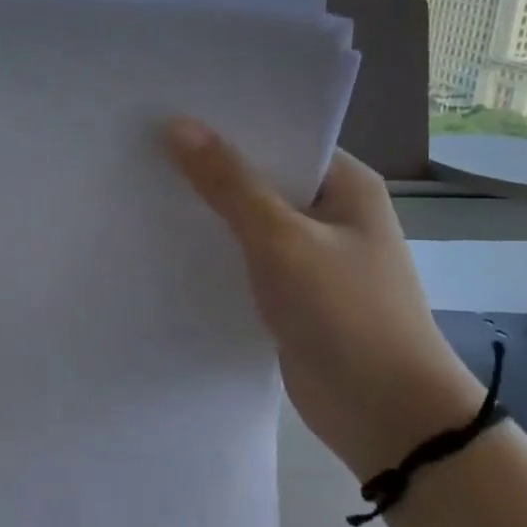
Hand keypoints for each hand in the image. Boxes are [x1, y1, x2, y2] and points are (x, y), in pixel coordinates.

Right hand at [165, 118, 484, 480]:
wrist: (385, 416)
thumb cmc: (346, 313)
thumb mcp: (282, 240)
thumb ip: (229, 184)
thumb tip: (177, 126)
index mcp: (345, 184)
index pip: (280, 136)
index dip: (228, 123)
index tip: (168, 111)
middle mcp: (330, 213)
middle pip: (260, 177)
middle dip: (208, 166)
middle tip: (142, 145)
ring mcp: (310, 257)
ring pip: (248, 221)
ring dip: (206, 211)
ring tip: (141, 186)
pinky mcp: (290, 295)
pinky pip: (244, 259)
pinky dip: (213, 251)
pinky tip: (165, 242)